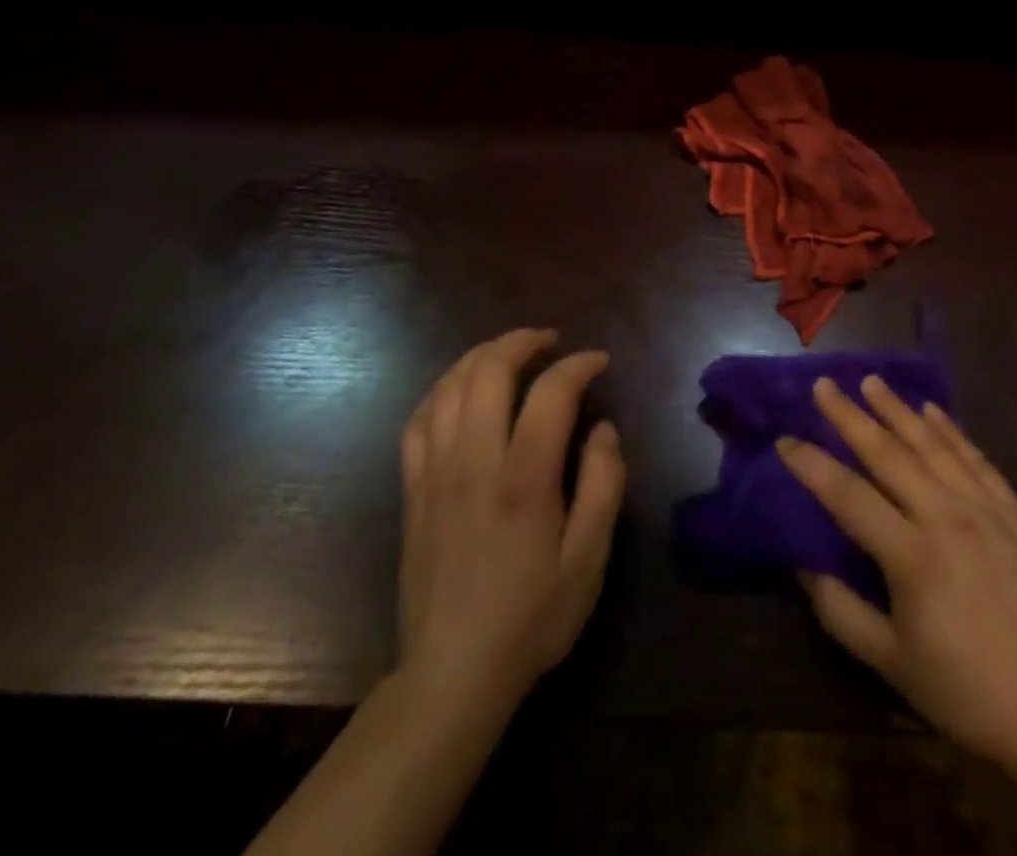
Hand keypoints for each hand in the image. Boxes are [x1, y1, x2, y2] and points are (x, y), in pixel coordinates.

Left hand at [396, 328, 624, 721]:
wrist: (452, 675)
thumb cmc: (531, 618)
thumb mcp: (589, 560)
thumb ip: (603, 485)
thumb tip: (603, 429)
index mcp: (523, 480)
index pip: (550, 393)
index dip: (578, 365)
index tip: (598, 362)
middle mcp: (474, 463)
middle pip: (489, 372)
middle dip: (522, 342)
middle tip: (550, 341)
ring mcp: (435, 474)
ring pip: (449, 387)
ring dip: (481, 357)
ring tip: (509, 353)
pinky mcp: (413, 490)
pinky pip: (418, 420)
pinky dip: (441, 390)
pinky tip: (459, 390)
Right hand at [776, 377, 1016, 782]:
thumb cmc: (969, 693)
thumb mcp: (892, 665)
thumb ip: (841, 612)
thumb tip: (803, 565)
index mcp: (913, 557)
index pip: (848, 496)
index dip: (811, 466)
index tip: (784, 439)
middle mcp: (948, 519)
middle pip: (888, 454)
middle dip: (850, 416)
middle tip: (824, 385)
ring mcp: (988, 510)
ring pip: (933, 445)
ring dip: (898, 410)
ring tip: (871, 381)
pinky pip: (978, 459)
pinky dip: (952, 431)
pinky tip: (933, 410)